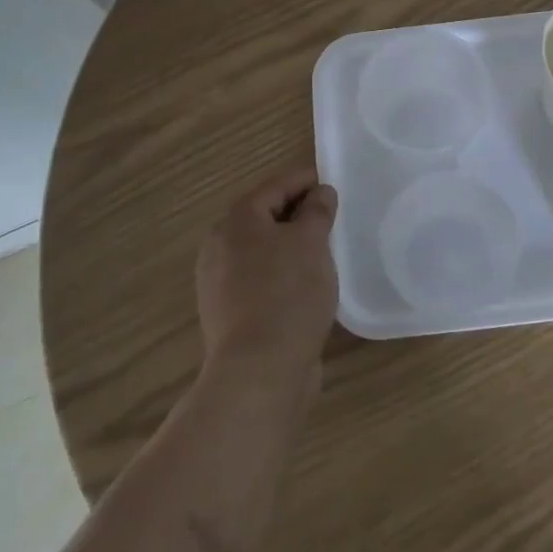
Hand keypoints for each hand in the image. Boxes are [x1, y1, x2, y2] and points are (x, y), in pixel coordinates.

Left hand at [196, 167, 339, 392]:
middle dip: (297, 212)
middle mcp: (220, 246)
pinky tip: (306, 284)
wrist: (258, 372)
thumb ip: (317, 212)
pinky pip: (260, 279)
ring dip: (290, 245)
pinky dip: (282, 272)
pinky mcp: (230, 313)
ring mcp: (220, 283)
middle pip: (264, 217)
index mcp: (236, 221)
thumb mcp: (311, 243)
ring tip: (324, 248)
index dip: (305, 180)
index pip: (275, 186)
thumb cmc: (287, 294)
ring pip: (262, 250)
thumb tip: (320, 193)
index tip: (332, 181)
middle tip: (332, 214)